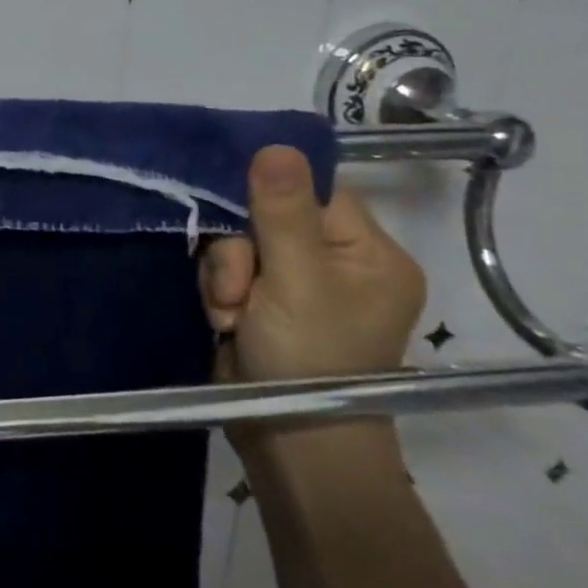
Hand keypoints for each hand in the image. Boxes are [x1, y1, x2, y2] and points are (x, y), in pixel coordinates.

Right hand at [199, 145, 425, 398]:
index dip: (270, 193)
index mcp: (368, 253)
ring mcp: (295, 284)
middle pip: (265, 215)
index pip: (313, 190)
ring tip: (229, 314)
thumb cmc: (311, 357)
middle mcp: (335, 263)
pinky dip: (218, 291)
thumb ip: (282, 210)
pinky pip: (227, 270)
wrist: (289, 443)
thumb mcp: (298, 279)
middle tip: (238, 288)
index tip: (240, 212)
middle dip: (240, 250)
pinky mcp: (261, 302)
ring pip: (238, 243)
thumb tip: (276, 144)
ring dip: (223, 274)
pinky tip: (223, 320)